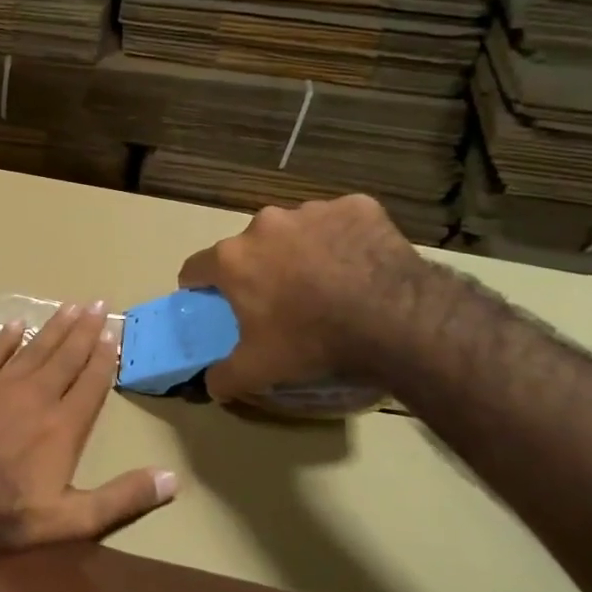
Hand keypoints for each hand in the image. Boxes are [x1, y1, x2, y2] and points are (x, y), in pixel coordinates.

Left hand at [0, 300, 176, 554]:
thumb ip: (122, 498)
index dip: (105, 356)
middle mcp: (36, 395)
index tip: (114, 333)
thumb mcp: (72, 520)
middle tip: (98, 303)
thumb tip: (173, 479)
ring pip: (34, 348)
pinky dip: (6, 338)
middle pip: (66, 356)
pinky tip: (17, 325)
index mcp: (64, 425)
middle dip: (85, 330)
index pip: (91, 383)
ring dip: (54, 327)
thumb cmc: (5, 515)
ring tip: (71, 306)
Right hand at [177, 196, 422, 401]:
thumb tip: (212, 384)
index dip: (200, 287)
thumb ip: (224, 376)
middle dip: (259, 268)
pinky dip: (343, 240)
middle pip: (250, 246)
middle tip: (281, 300)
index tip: (214, 302)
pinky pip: (340, 222)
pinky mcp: (356, 207)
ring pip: (295, 231)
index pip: (196, 267)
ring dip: (301, 252)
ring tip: (328, 284)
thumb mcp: (259, 369)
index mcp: (233, 258)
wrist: (395, 318)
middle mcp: (265, 224)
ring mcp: (312, 211)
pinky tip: (360, 266)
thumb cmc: (313, 341)